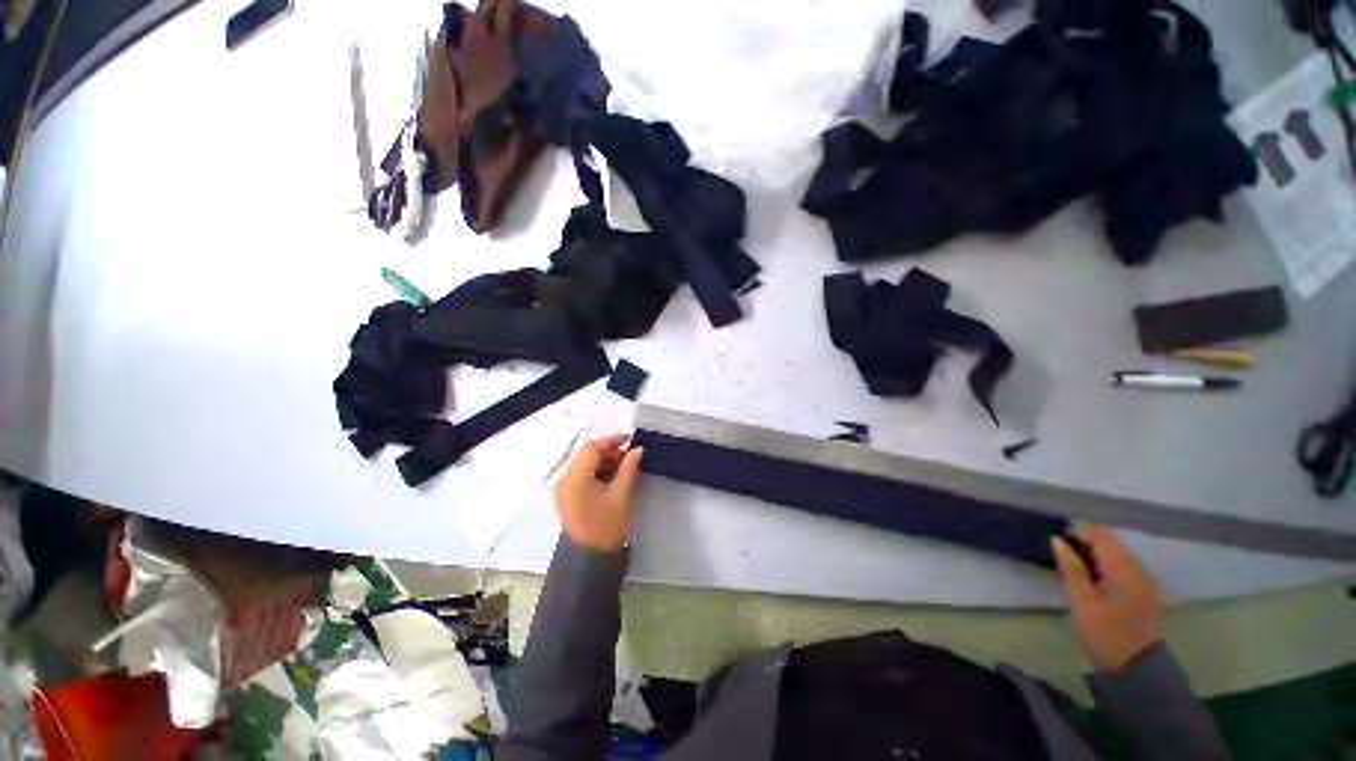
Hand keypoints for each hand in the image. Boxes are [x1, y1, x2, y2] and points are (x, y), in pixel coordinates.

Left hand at [553, 435, 643, 551]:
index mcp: (574, 478)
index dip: (611, 440)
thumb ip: (629, 468)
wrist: (590, 559)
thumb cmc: (606, 526)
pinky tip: (614, 476)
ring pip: (585, 464)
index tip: (631, 439)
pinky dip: (598, 471)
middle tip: (630, 455)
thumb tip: (637, 449)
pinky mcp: (568, 496)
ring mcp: (564, 488)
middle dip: (609, 452)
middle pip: (587, 455)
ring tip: (625, 466)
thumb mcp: (621, 495)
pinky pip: (583, 475)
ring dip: (604, 461)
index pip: (592, 448)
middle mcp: (564, 479)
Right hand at [1052, 526, 1161, 672]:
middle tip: (1060, 561)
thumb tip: (1057, 540)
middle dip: (1083, 546)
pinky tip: (1090, 585)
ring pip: (1114, 556)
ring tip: (1072, 574)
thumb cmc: (1105, 633)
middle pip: (1109, 544)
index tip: (1056, 547)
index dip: (1076, 535)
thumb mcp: (1081, 601)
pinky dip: (1103, 570)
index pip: (1100, 535)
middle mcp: (1138, 569)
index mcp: (1124, 569)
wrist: (1135, 669)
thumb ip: (1071, 568)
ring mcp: (1143, 581)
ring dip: (1092, 559)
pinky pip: (1121, 569)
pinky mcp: (1142, 592)